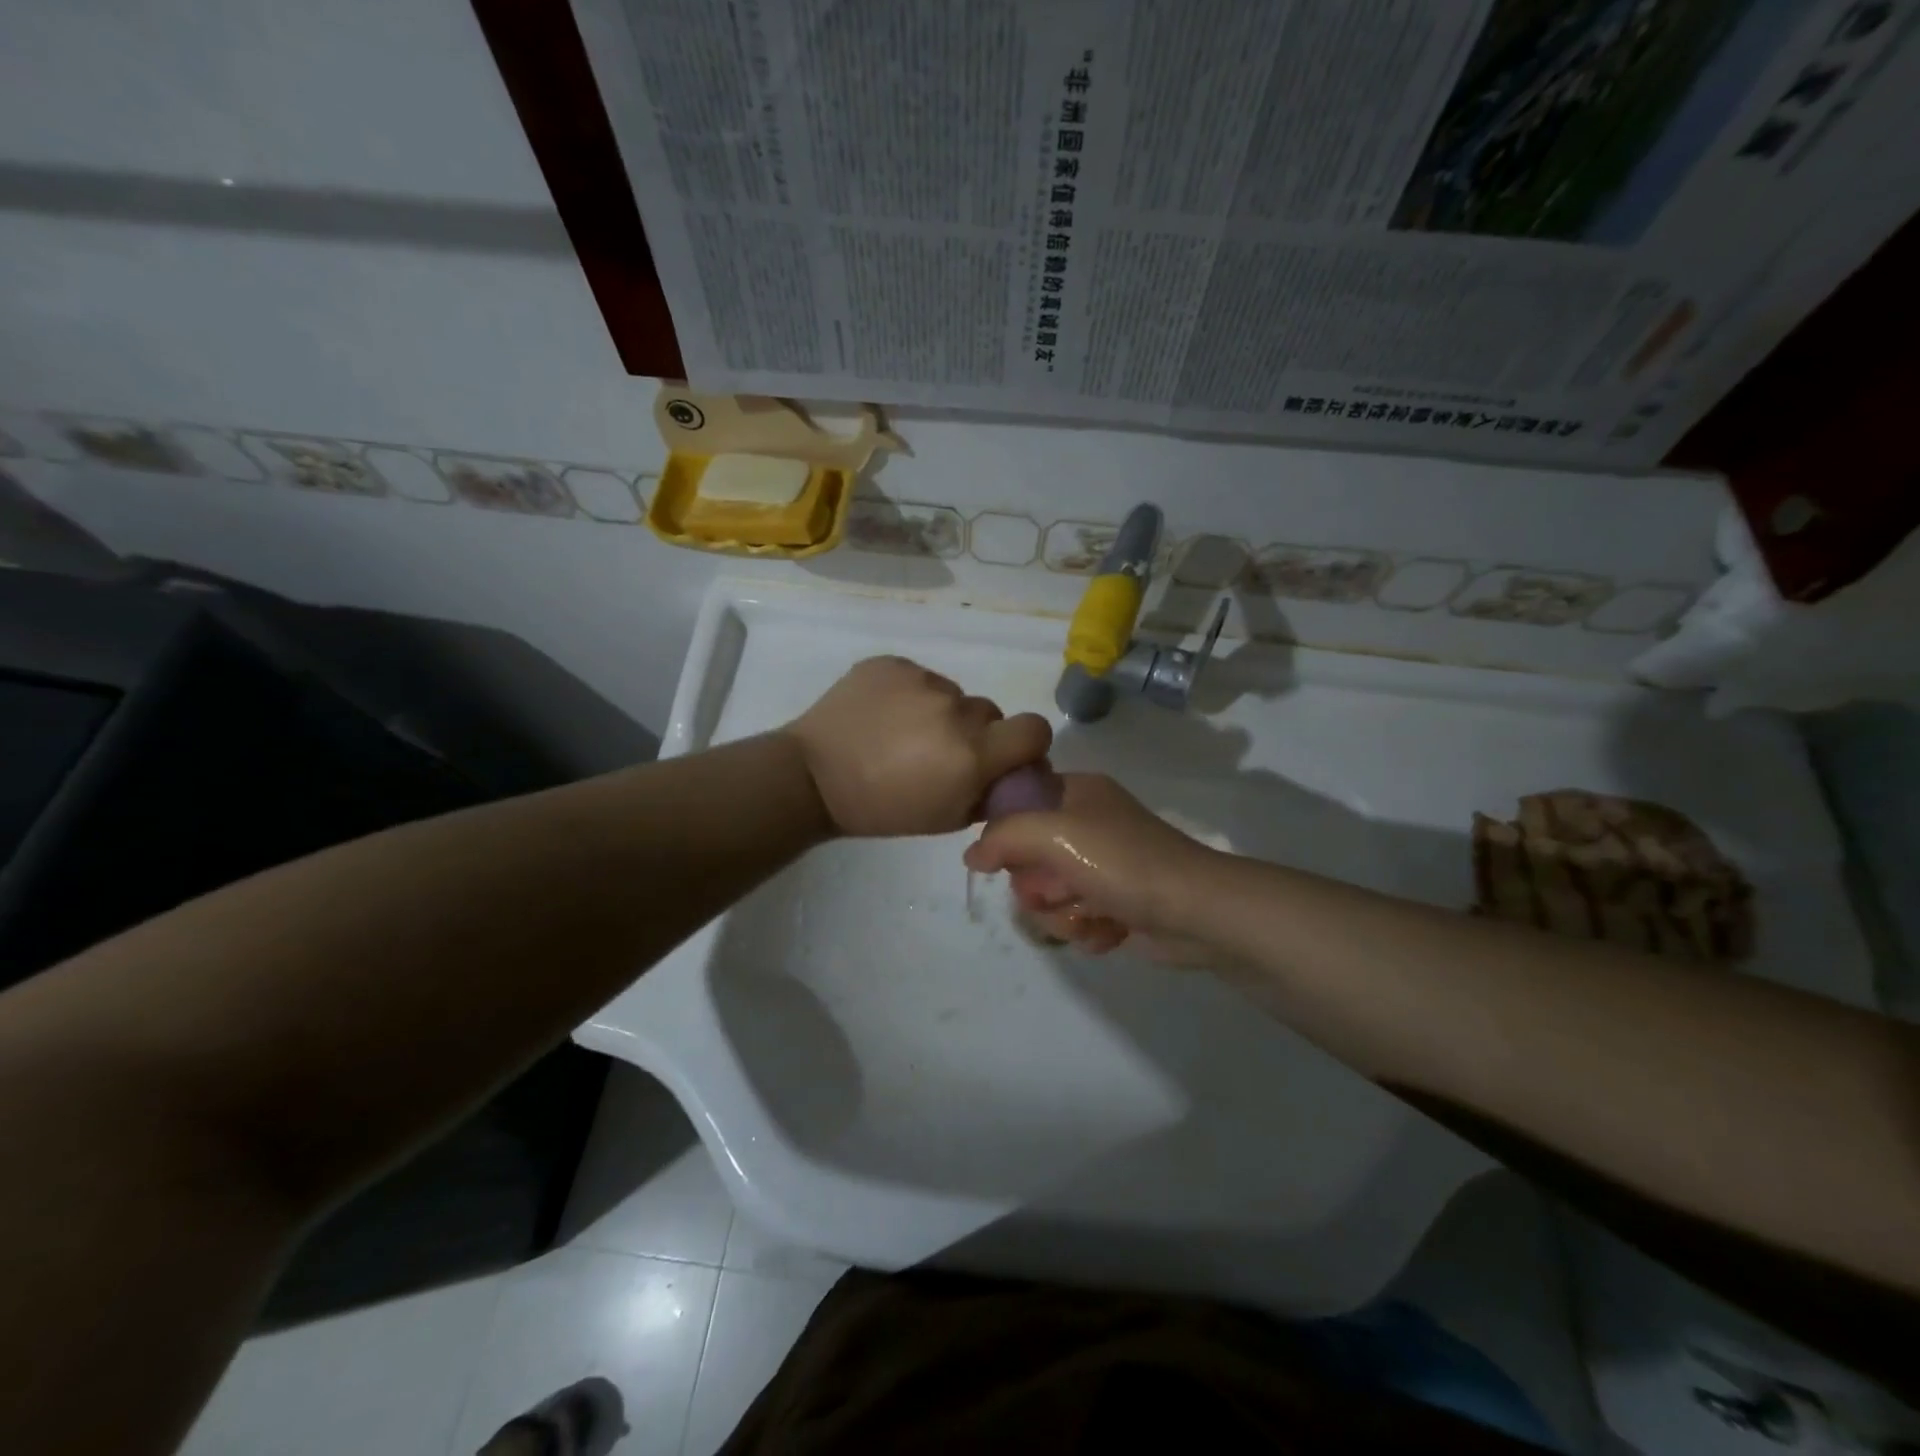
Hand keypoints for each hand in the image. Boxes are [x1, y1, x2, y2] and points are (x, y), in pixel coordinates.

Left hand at [786, 656, 1051, 836]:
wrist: (813, 777)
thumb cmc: (883, 809)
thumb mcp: (946, 818)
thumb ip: (989, 794)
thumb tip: (1013, 773)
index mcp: (972, 752)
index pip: (1035, 729)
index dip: (1026, 743)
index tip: (1006, 755)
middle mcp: (954, 709)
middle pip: (989, 713)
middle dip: (975, 732)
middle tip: (939, 753)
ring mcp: (921, 680)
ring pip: (951, 694)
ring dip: (940, 713)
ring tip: (901, 734)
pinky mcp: (892, 663)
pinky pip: (918, 678)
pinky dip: (909, 695)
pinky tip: (882, 716)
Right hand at [963, 773, 1222, 961]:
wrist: (1196, 912)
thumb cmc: (1123, 862)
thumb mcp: (1055, 834)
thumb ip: (1003, 837)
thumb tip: (972, 856)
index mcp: (1076, 793)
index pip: (1017, 805)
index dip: (1008, 835)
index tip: (1011, 860)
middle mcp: (1087, 825)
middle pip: (1028, 859)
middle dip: (1039, 886)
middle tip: (1060, 890)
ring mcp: (1103, 866)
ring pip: (1049, 895)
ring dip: (1063, 914)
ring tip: (1091, 915)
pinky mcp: (1116, 903)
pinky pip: (1076, 918)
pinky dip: (1087, 930)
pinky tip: (1108, 931)